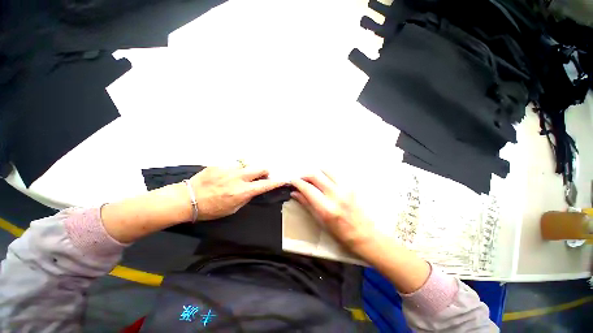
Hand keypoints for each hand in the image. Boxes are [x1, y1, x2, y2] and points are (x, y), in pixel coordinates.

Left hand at [189, 166, 284, 220]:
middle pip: (259, 168)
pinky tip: (224, 176)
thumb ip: (246, 197)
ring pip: (246, 165)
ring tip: (237, 177)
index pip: (264, 185)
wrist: (187, 199)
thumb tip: (253, 189)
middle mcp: (238, 178)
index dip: (275, 182)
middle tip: (260, 176)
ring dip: (247, 171)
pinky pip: (232, 165)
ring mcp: (229, 169)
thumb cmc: (211, 208)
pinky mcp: (219, 164)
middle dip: (264, 171)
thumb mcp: (232, 208)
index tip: (282, 179)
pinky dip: (233, 170)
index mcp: (242, 191)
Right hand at [290, 170, 375, 252]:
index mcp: (327, 208)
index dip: (297, 182)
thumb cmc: (340, 233)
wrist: (365, 234)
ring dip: (317, 172)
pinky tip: (326, 181)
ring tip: (313, 179)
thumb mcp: (320, 221)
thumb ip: (307, 204)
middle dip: (305, 175)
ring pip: (326, 170)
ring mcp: (346, 188)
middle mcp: (336, 195)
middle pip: (316, 175)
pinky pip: (336, 174)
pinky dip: (327, 175)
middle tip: (301, 179)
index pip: (308, 188)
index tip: (292, 181)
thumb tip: (295, 193)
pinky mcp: (352, 185)